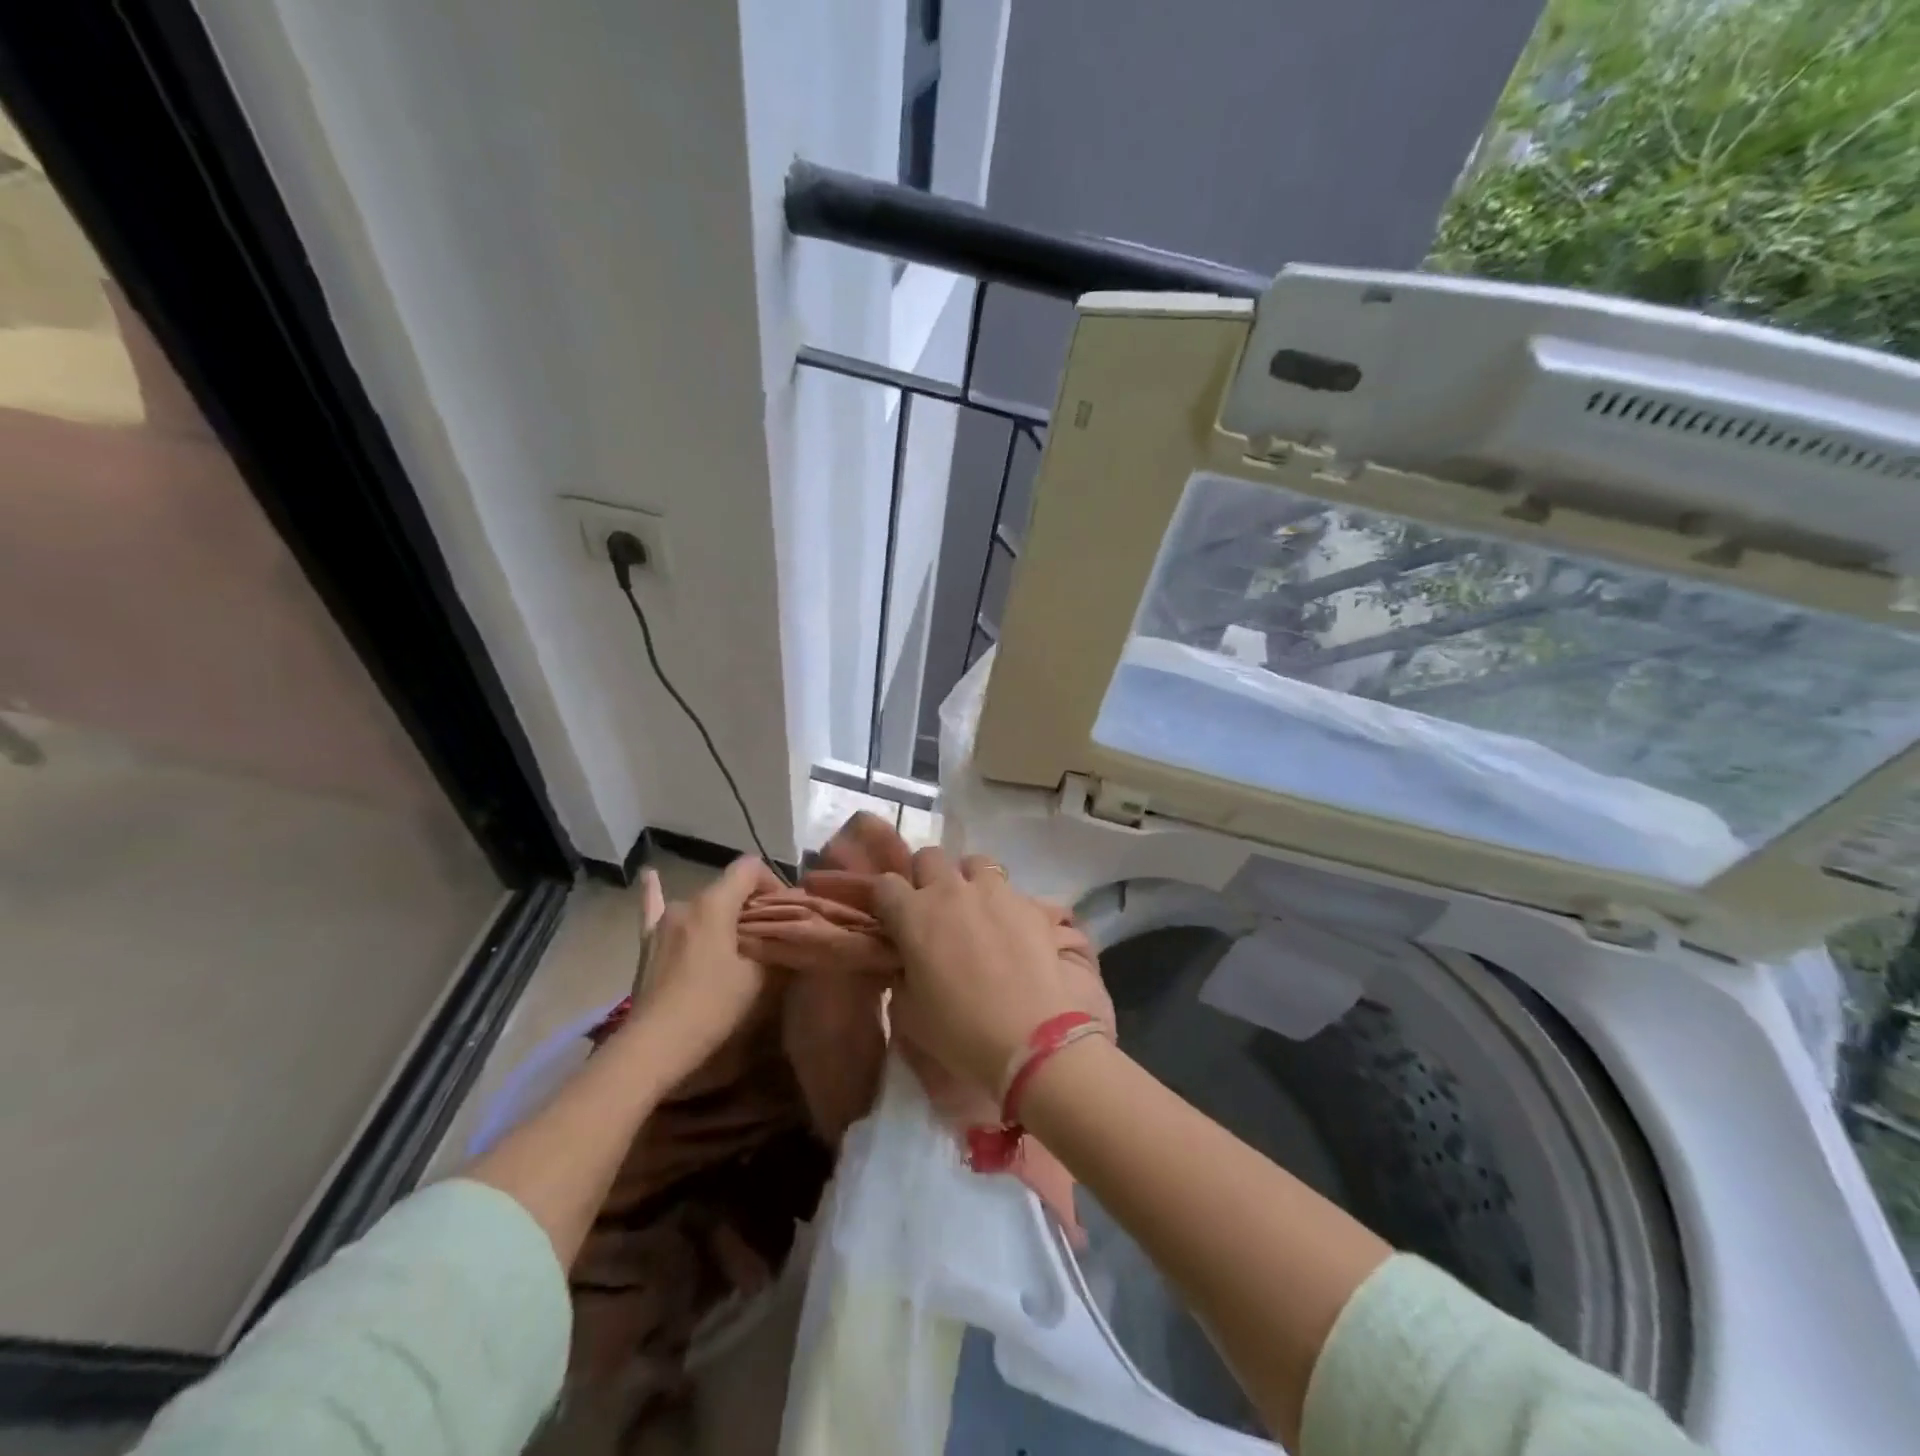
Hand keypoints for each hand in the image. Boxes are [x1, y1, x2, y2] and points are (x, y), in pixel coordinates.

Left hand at [625, 856, 781, 1080]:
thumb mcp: (757, 977)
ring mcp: (663, 922)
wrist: (656, 1045)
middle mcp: (687, 902)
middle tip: (766, 933)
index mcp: (715, 903)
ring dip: (720, 914)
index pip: (749, 868)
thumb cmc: (712, 1006)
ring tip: (733, 939)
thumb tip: (781, 934)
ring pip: (701, 905)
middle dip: (749, 904)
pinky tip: (649, 875)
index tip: (782, 909)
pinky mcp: (648, 943)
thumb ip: (772, 946)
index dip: (771, 880)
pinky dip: (653, 892)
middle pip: (726, 888)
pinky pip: (652, 909)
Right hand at [872, 847, 1101, 1097]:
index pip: (886, 883)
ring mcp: (994, 891)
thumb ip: (901, 973)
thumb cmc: (959, 1030)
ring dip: (968, 880)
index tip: (893, 919)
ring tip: (975, 909)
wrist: (1030, 1037)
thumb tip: (906, 960)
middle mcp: (951, 890)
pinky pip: (1009, 888)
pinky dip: (1003, 901)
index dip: (887, 900)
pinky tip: (1009, 929)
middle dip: (926, 877)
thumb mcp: (910, 1011)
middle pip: (929, 857)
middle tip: (933, 908)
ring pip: (974, 862)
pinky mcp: (1029, 902)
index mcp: (914, 914)